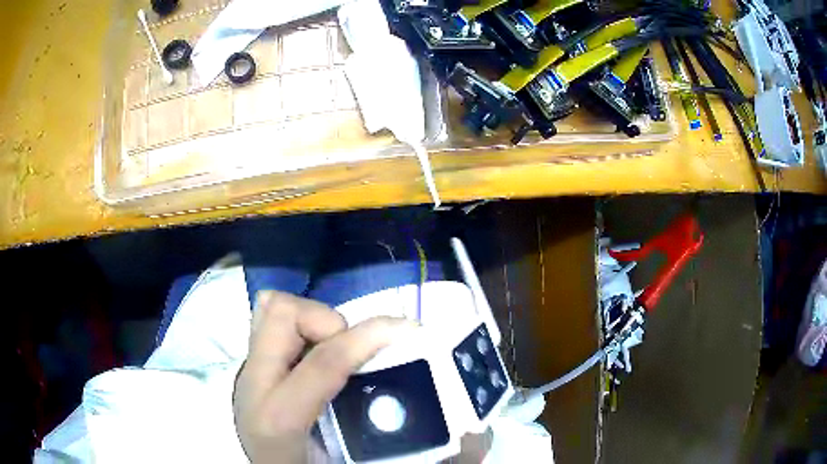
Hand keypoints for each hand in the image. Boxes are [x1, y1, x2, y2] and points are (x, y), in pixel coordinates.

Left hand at [233, 291, 490, 462]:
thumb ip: (400, 447)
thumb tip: (469, 440)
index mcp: (280, 417)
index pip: (325, 362)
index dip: (370, 337)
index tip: (408, 329)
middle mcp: (255, 382)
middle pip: (284, 315)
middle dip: (331, 320)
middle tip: (355, 350)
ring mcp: (248, 367)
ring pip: (273, 308)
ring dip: (313, 317)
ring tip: (334, 347)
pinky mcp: (251, 362)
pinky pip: (268, 319)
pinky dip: (296, 321)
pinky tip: (313, 348)